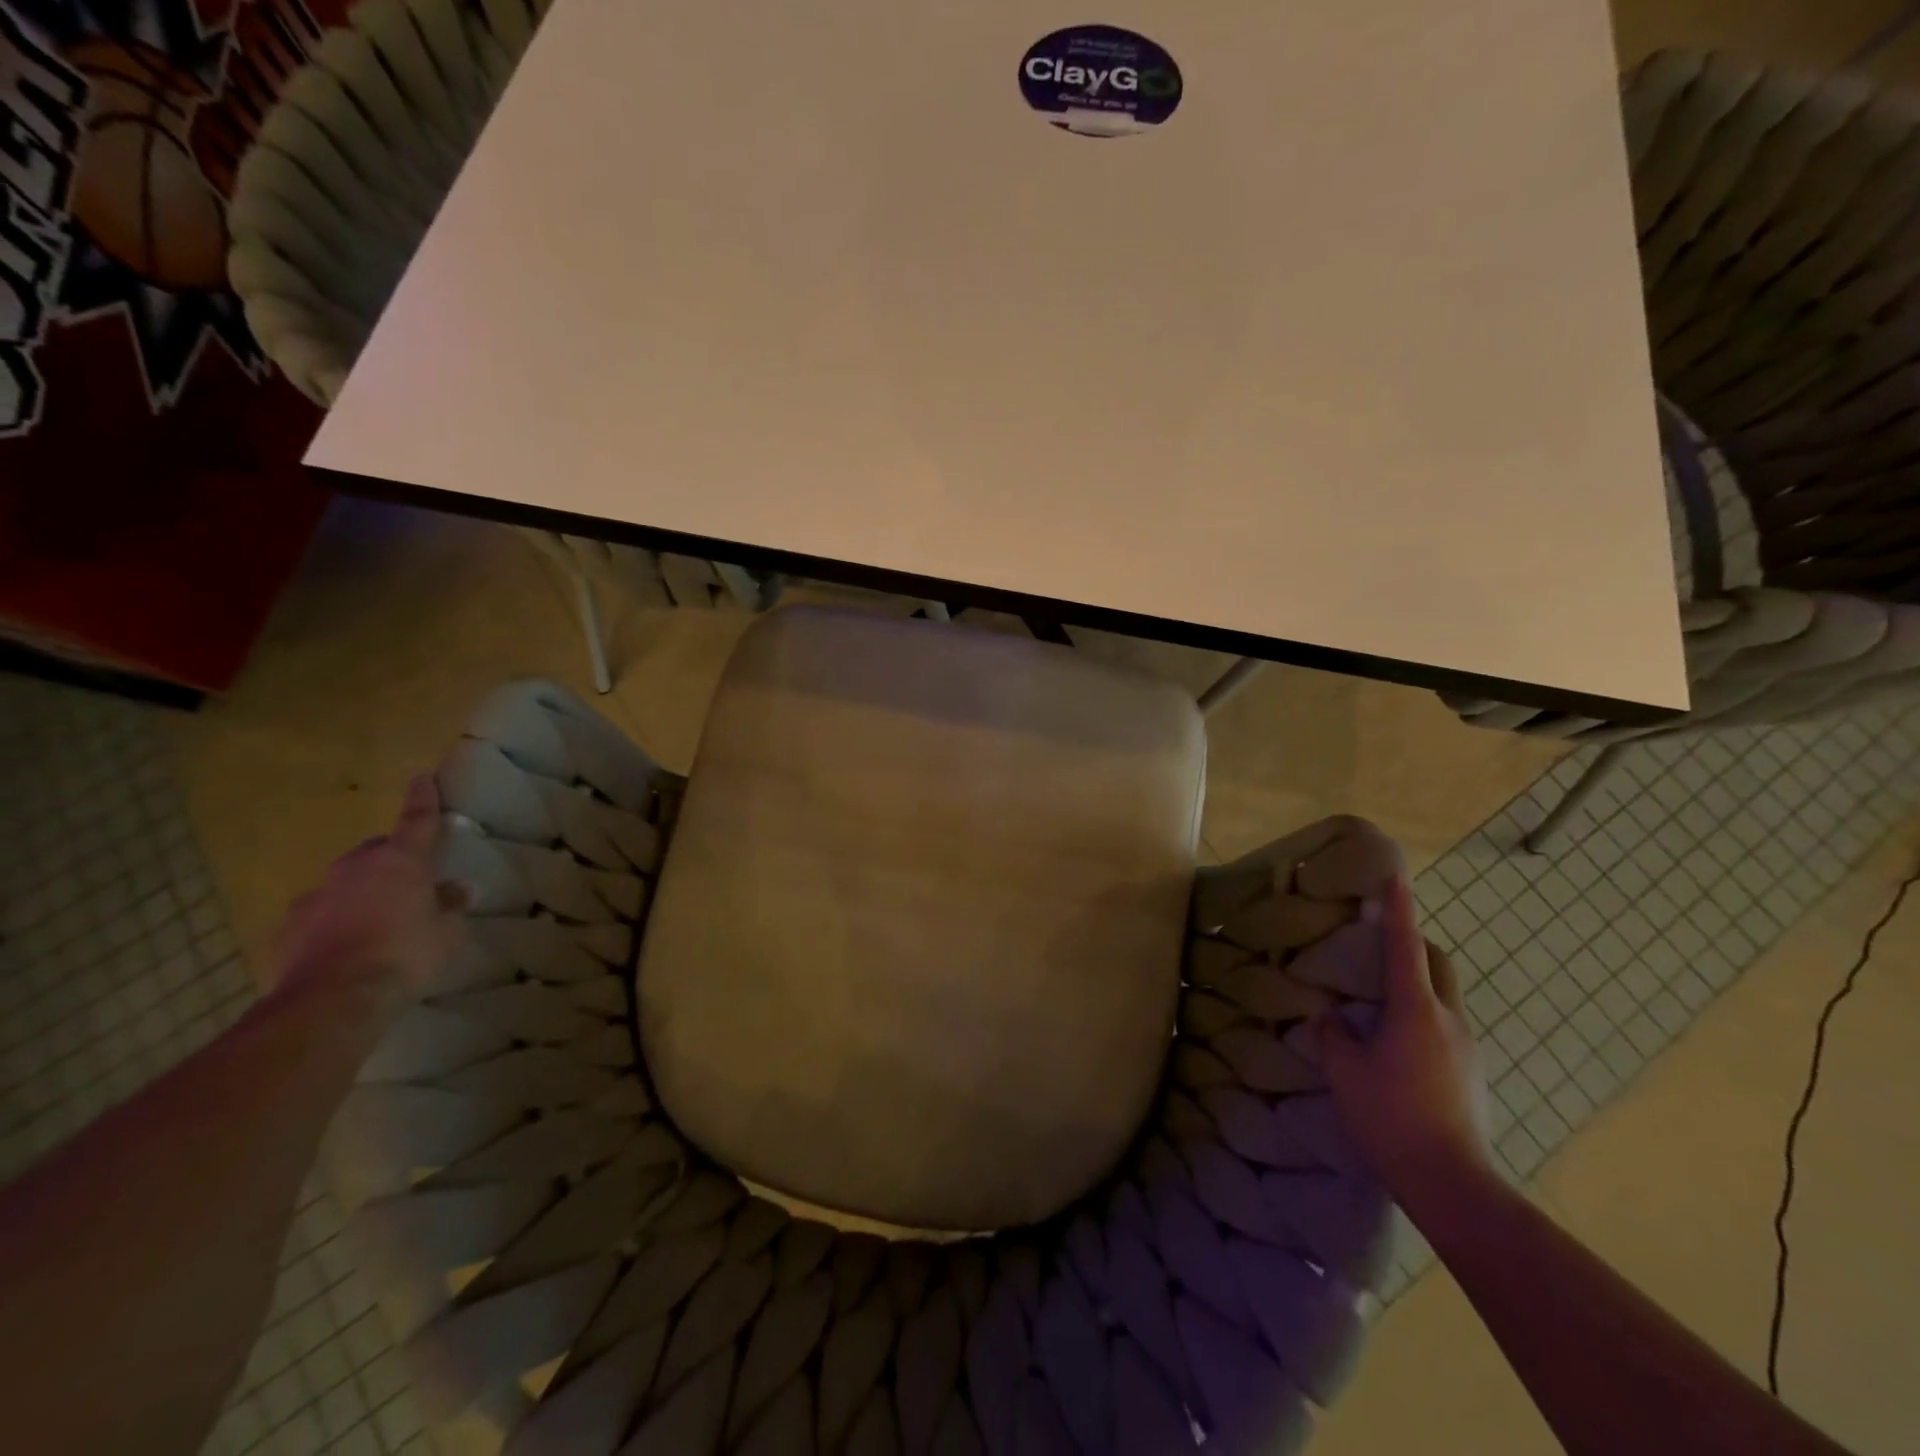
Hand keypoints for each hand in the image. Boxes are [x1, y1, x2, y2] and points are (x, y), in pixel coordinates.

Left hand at [270, 775, 470, 1005]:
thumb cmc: (405, 954)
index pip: (416, 820)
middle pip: (375, 852)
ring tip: (375, 922)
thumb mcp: (446, 932)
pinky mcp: (286, 930)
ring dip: (359, 895)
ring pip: (343, 885)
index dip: (423, 799)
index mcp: (399, 861)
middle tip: (408, 883)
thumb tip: (457, 890)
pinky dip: (331, 925)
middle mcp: (354, 869)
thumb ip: (450, 906)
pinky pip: (316, 918)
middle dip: (390, 861)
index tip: (423, 777)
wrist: (331, 1000)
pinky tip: (342, 950)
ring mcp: (314, 898)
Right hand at [1315, 874, 1491, 1204]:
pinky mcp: (1472, 1074)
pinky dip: (1422, 1018)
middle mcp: (1448, 1020)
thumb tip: (1329, 1016)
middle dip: (1414, 944)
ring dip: (1417, 985)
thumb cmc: (1391, 1117)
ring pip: (1443, 997)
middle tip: (1381, 946)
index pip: (1406, 946)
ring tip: (1382, 1004)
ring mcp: (1467, 1048)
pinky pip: (1446, 1027)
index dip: (1399, 909)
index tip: (1396, 875)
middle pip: (1437, 964)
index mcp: (1414, 1010)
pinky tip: (1398, 1049)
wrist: (1453, 1183)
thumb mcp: (1345, 1073)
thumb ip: (1333, 1036)